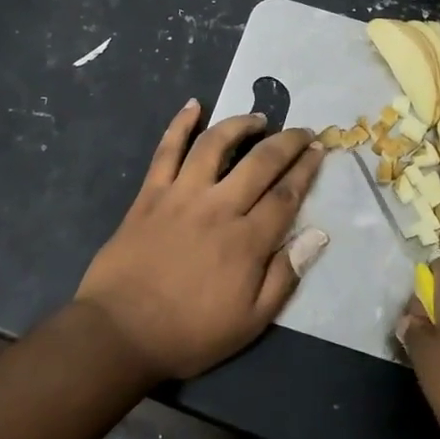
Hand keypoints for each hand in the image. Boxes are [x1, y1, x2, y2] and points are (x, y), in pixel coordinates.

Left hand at [76, 100, 327, 380]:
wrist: (120, 332)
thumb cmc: (190, 333)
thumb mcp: (250, 321)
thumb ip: (284, 276)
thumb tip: (317, 235)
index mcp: (247, 241)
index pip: (286, 195)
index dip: (306, 169)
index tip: (319, 149)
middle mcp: (219, 207)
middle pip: (260, 162)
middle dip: (287, 142)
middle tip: (302, 130)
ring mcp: (181, 195)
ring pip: (215, 145)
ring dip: (240, 125)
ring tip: (258, 119)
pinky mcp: (150, 194)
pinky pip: (166, 150)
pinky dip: (180, 124)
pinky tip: (193, 105)